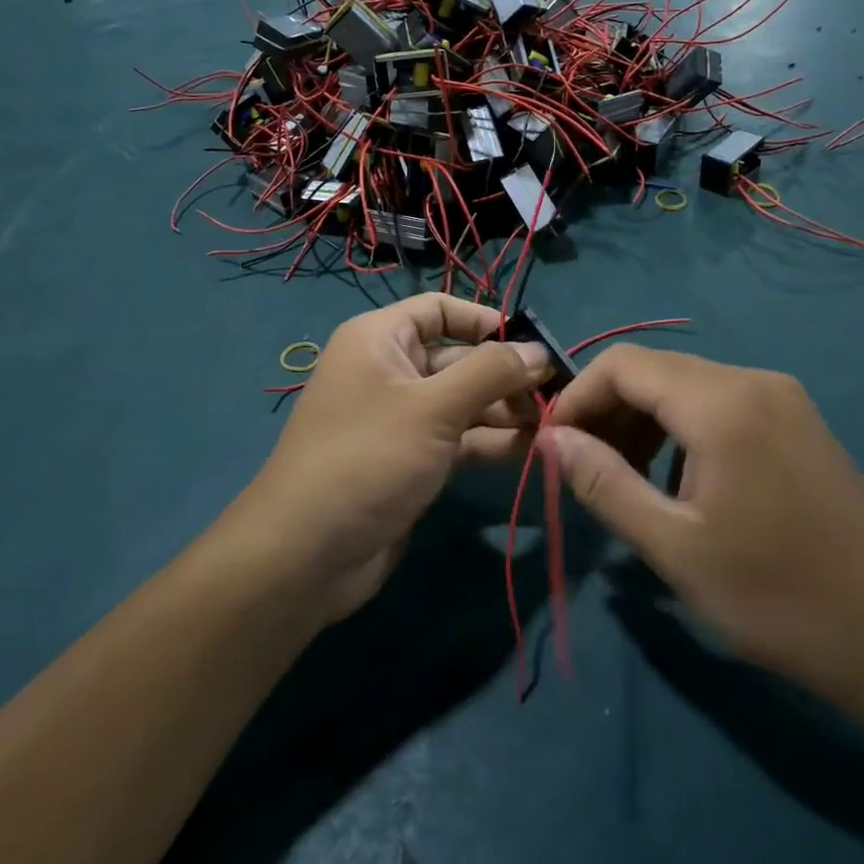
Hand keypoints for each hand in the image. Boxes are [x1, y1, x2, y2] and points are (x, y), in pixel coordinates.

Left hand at [232, 296, 550, 621]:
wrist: (308, 554)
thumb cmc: (369, 458)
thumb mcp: (434, 407)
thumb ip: (491, 372)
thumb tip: (539, 350)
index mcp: (380, 339)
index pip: (439, 309)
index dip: (486, 321)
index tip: (533, 344)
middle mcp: (389, 371)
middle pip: (458, 358)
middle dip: (505, 374)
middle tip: (556, 394)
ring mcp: (400, 419)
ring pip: (463, 401)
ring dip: (505, 411)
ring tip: (552, 425)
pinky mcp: (411, 460)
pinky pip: (458, 438)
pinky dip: (490, 441)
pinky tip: (532, 450)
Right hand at [541, 346, 863, 708]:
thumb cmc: (780, 600)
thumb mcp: (674, 548)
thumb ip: (603, 483)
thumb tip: (551, 438)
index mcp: (721, 404)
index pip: (623, 364)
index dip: (578, 396)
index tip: (554, 447)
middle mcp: (753, 381)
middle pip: (654, 370)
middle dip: (609, 410)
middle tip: (586, 470)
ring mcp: (783, 398)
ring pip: (686, 385)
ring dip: (644, 421)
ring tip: (628, 481)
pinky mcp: (799, 421)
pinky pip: (720, 403)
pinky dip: (683, 428)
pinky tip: (681, 482)